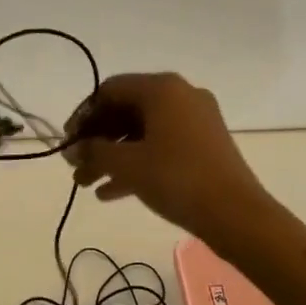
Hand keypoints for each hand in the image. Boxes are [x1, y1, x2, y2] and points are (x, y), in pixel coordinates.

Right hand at [65, 72, 273, 242]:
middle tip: (75, 166)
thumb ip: (94, 152)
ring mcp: (195, 121)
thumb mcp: (128, 165)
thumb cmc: (177, 179)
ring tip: (87, 183)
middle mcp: (180, 95)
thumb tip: (74, 149)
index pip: (110, 90)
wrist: (237, 216)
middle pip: (126, 111)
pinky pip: (161, 146)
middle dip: (97, 140)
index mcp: (162, 88)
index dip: (84, 115)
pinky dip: (137, 163)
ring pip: (142, 132)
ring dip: (113, 155)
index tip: (67, 142)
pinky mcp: (204, 145)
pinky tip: (111, 193)